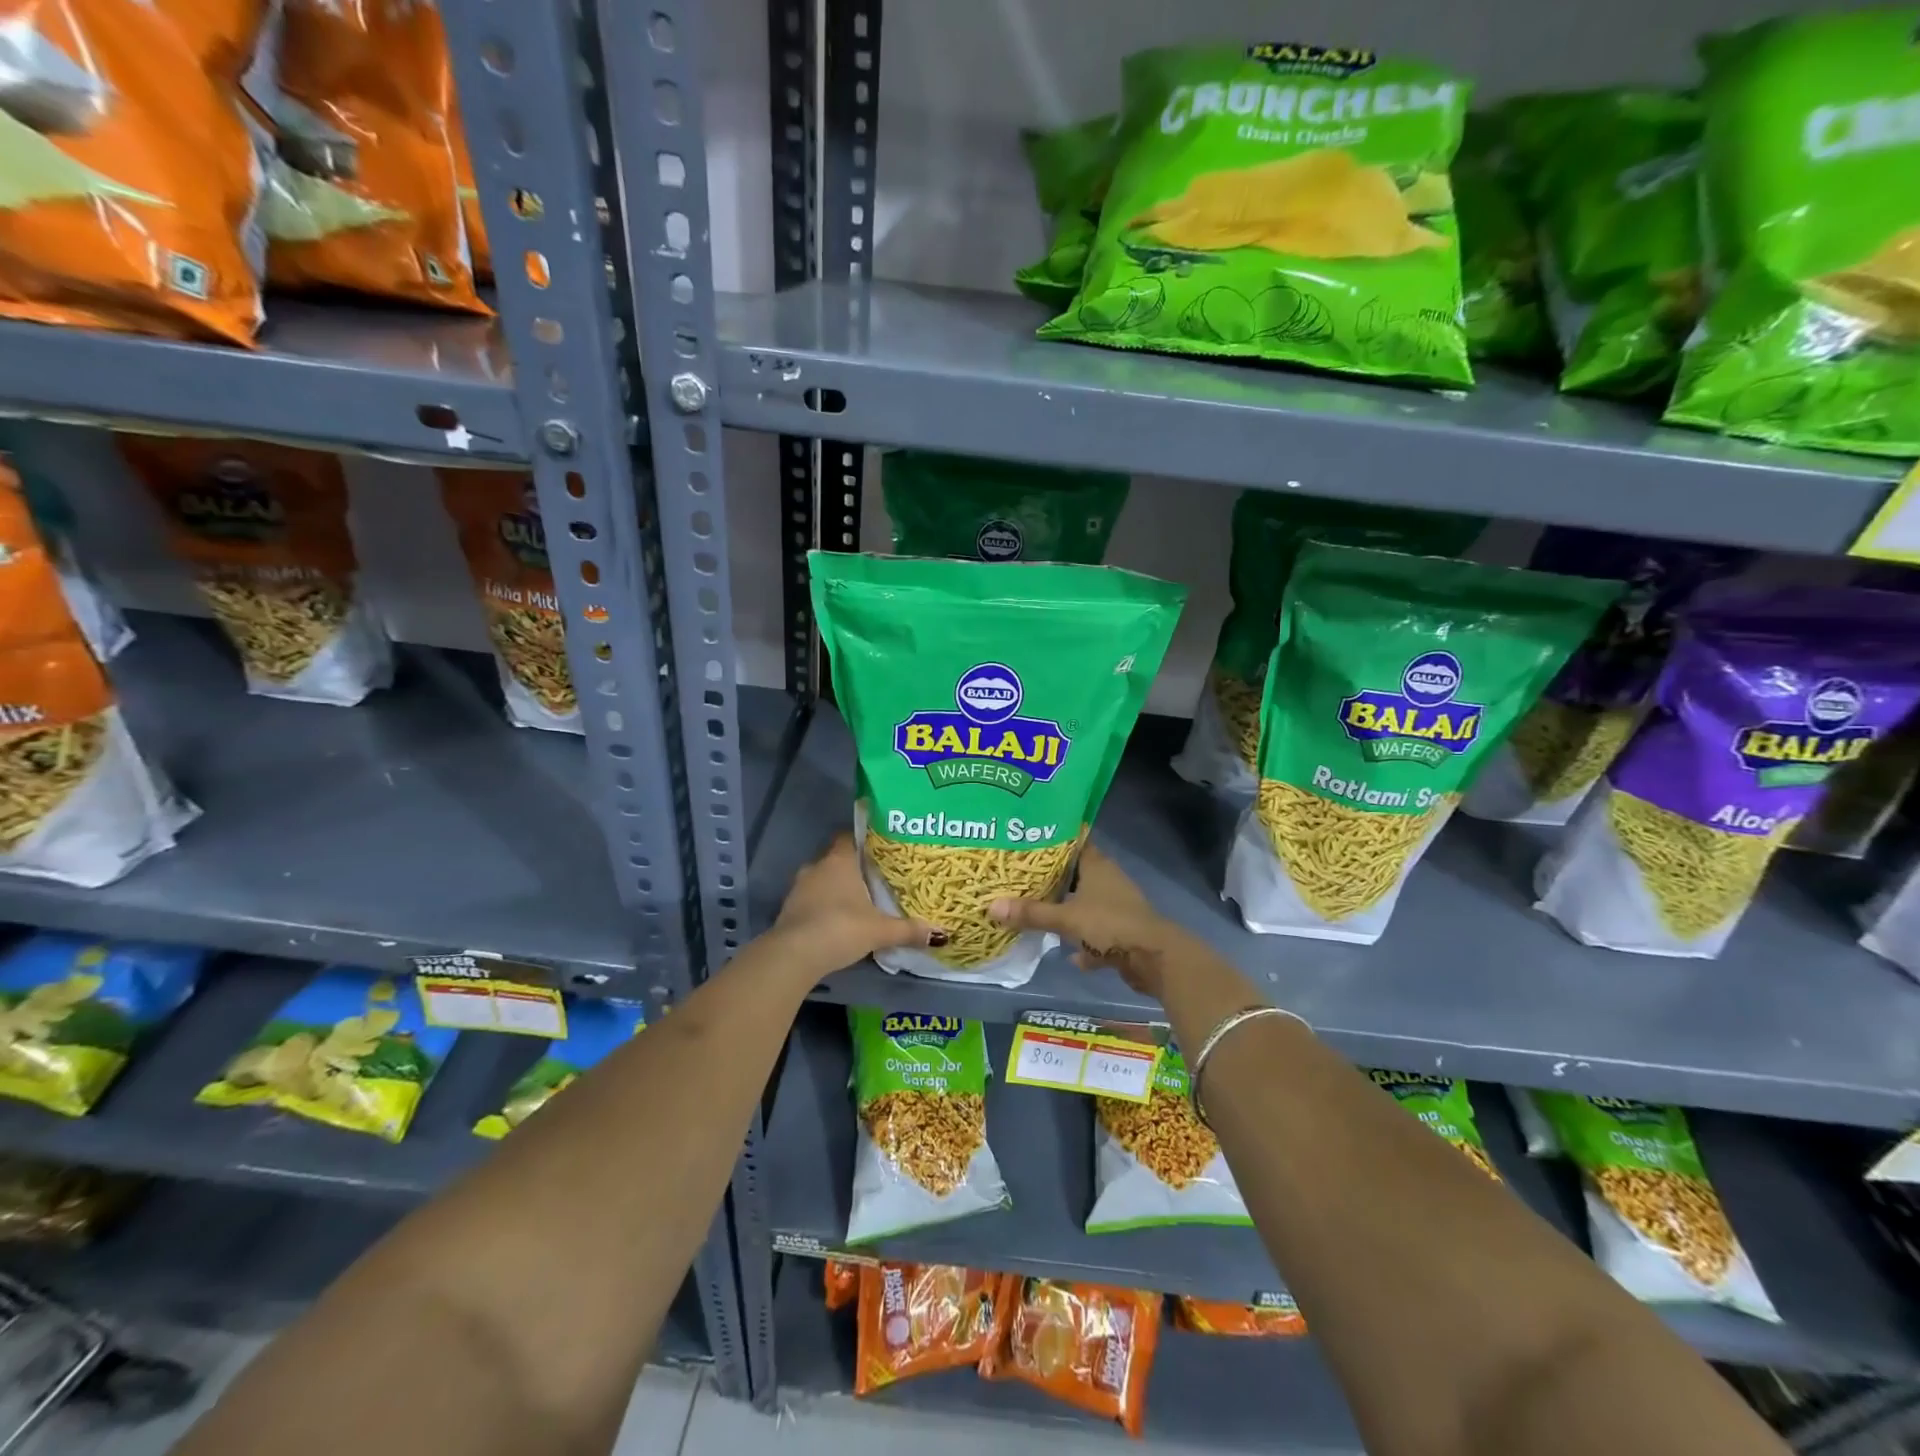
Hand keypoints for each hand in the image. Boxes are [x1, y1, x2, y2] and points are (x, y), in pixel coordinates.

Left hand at [769, 833, 938, 976]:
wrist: (793, 955)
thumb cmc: (840, 928)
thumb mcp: (880, 930)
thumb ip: (909, 930)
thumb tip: (941, 934)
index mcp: (839, 860)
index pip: (850, 836)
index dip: (864, 841)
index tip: (880, 850)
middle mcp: (817, 866)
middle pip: (837, 858)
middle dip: (853, 868)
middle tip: (875, 879)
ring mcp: (799, 887)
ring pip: (822, 879)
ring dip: (836, 888)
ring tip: (858, 901)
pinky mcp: (788, 908)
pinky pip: (811, 899)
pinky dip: (823, 906)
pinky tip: (837, 920)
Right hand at [989, 845, 1188, 1000]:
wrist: (1155, 958)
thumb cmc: (1110, 925)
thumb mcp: (1066, 918)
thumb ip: (1031, 913)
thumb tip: (990, 905)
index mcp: (1097, 866)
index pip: (1074, 842)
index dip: (1053, 841)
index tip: (1029, 840)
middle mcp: (1108, 881)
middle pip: (1077, 874)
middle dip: (1054, 879)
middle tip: (1023, 879)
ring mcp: (1118, 907)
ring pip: (1087, 904)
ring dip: (1069, 911)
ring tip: (1040, 913)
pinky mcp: (1124, 932)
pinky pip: (1098, 933)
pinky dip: (1086, 943)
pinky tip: (1071, 955)